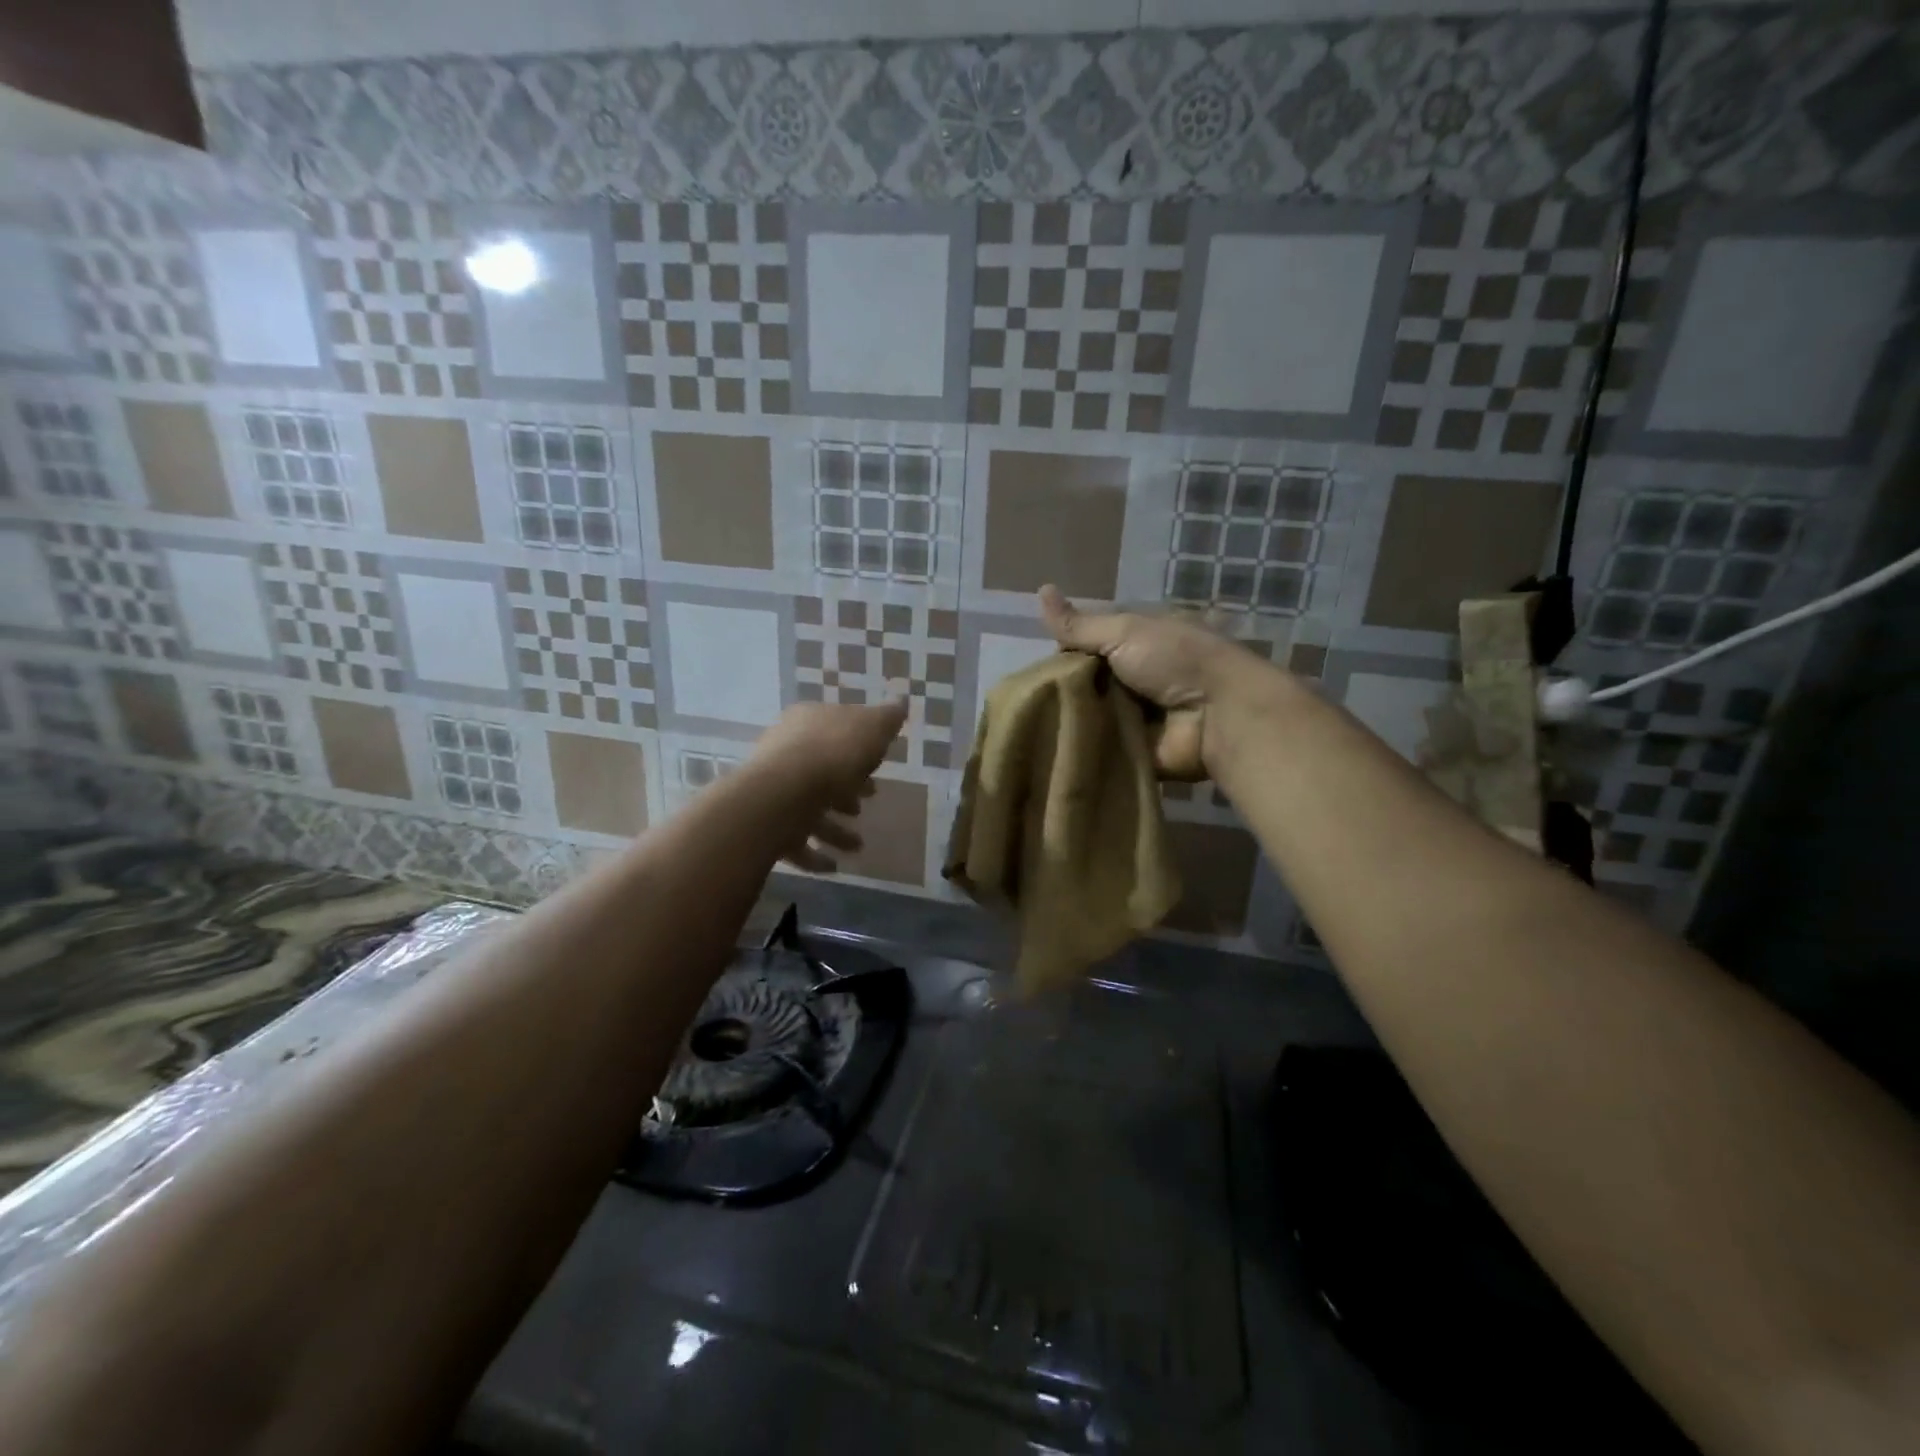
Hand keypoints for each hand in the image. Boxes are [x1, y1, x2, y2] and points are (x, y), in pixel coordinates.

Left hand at [749, 699, 907, 872]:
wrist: (782, 796)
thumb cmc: (833, 754)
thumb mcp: (872, 728)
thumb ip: (887, 718)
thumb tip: (901, 701)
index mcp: (809, 722)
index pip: (835, 730)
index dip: (859, 748)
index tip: (877, 767)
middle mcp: (786, 750)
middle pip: (821, 769)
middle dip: (845, 789)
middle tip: (865, 803)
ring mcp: (774, 788)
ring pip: (809, 807)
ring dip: (834, 828)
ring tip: (857, 846)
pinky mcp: (768, 823)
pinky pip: (794, 841)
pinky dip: (814, 854)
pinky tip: (834, 866)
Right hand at [1039, 584, 1270, 779]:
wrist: (1218, 715)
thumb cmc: (1175, 660)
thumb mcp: (1124, 632)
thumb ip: (1080, 625)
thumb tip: (1040, 589)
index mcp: (1140, 643)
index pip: (1090, 646)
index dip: (1065, 654)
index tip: (1040, 666)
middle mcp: (1138, 677)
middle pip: (1087, 683)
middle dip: (1063, 690)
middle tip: (1030, 699)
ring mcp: (1138, 716)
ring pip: (1090, 717)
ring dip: (1069, 720)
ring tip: (1033, 725)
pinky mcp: (1136, 750)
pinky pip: (1102, 748)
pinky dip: (1082, 747)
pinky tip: (1050, 748)